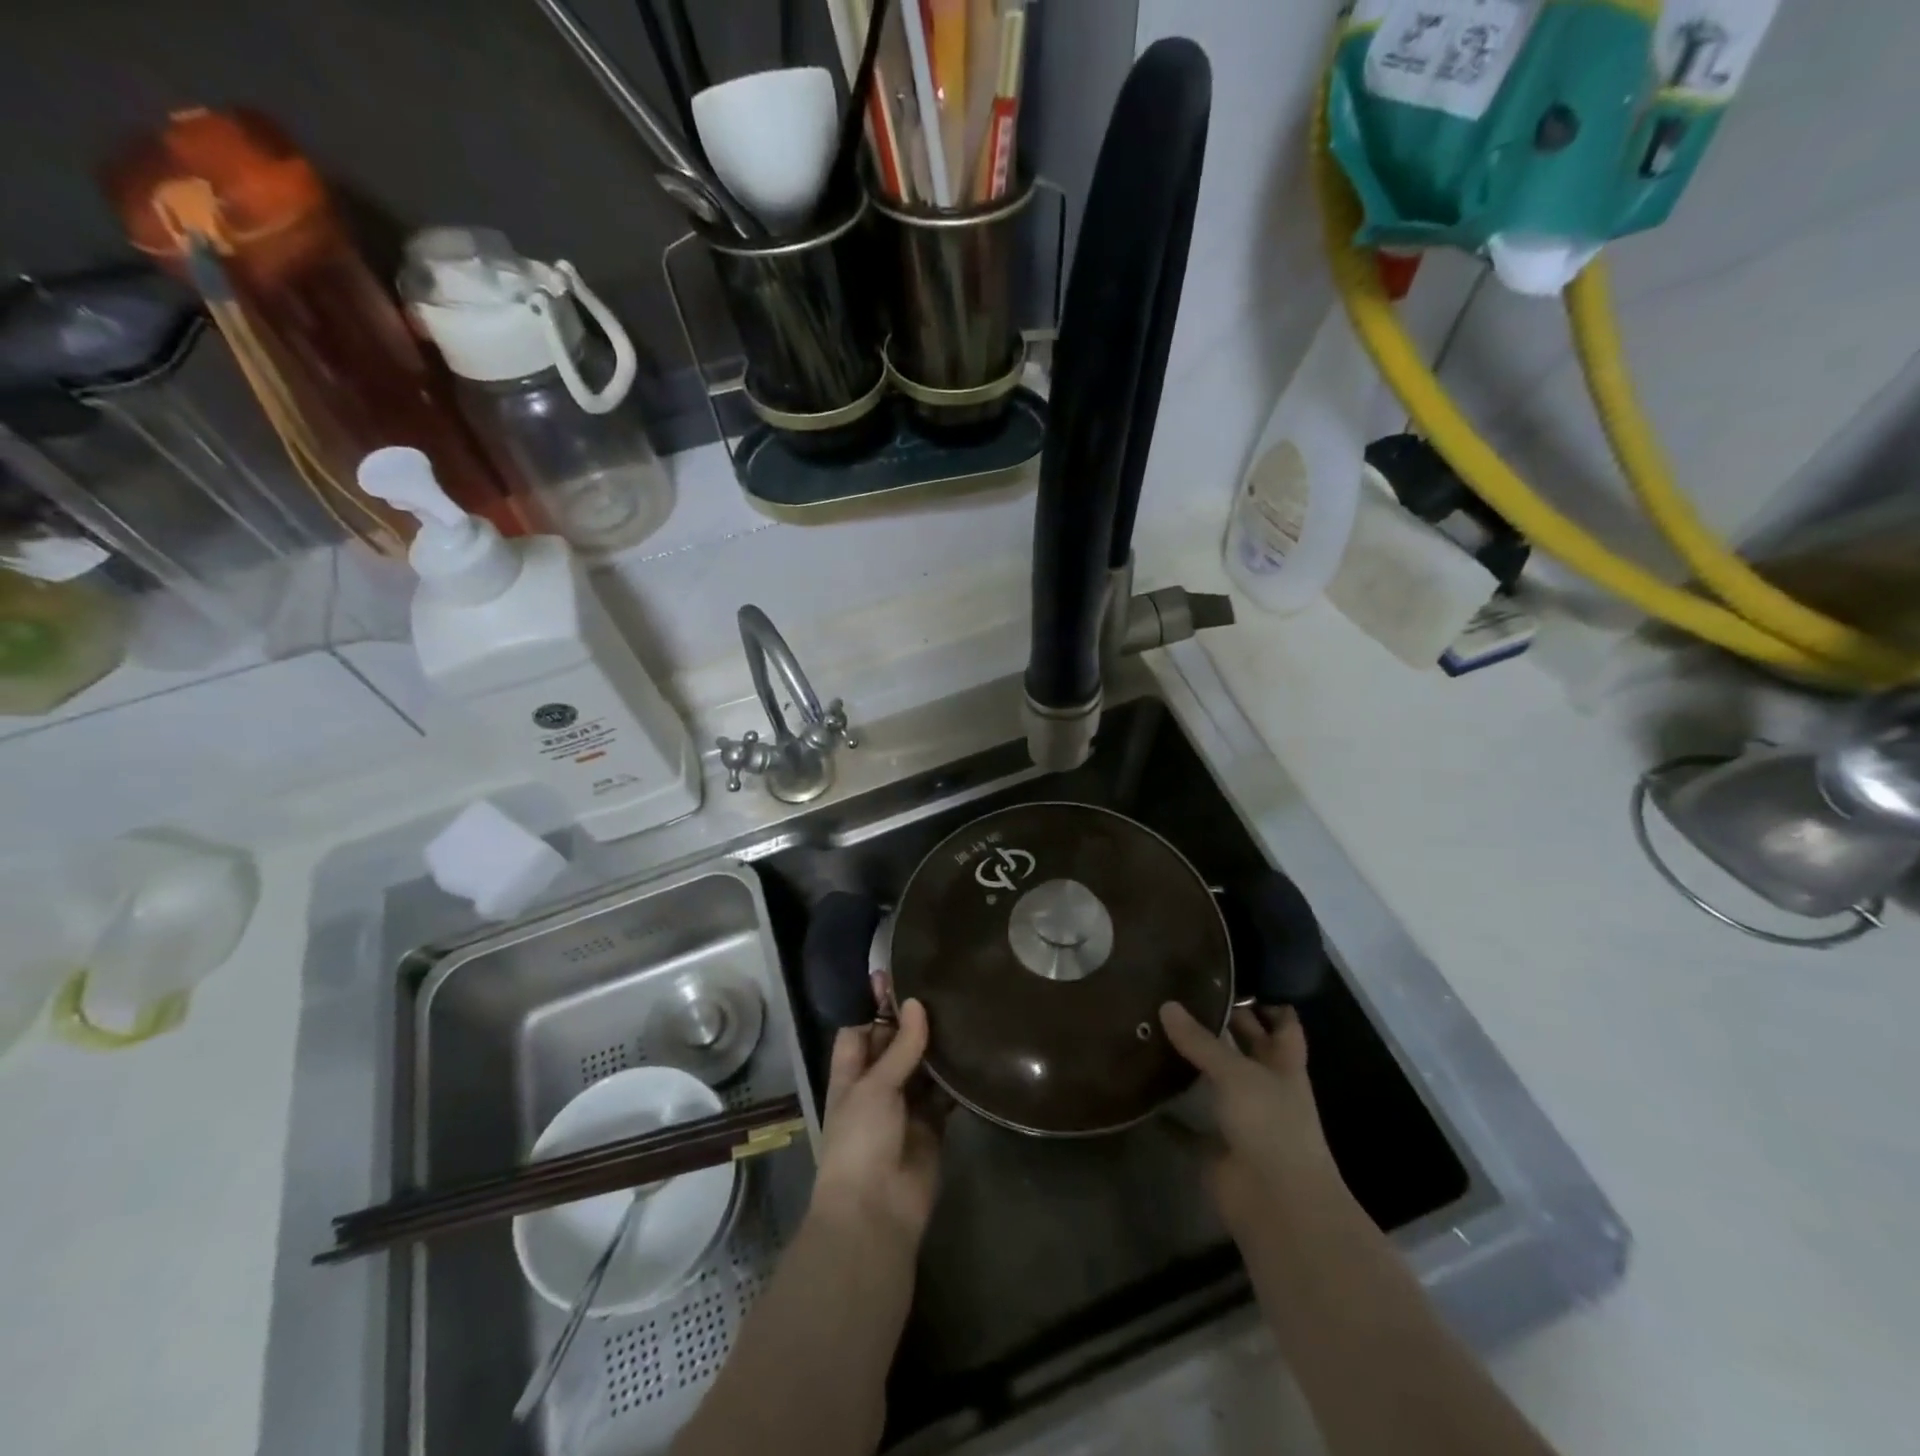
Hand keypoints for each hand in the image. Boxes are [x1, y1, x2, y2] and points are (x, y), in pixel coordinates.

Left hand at [811, 998, 943, 1247]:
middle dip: (912, 1021)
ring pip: (922, 1066)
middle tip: (942, 984)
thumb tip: (917, 1004)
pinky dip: (957, 1078)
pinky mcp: (932, 1126)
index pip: (860, 1029)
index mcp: (851, 1074)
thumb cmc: (860, 1140)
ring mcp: (905, 1106)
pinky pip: (945, 1094)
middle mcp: (877, 1086)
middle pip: (894, 1044)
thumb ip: (899, 1047)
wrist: (875, 1212)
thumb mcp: (875, 1087)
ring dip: (937, 1045)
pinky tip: (975, 1051)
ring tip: (963, 1008)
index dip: (874, 1005)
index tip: (897, 974)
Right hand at [1160, 1002, 1349, 1240]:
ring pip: (1216, 1081)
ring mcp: (1242, 1119)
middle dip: (1223, 1025)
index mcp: (1284, 1066)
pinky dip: (1169, 1108)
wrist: (1276, 1204)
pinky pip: (1188, 1122)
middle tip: (1182, 992)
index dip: (1268, 1002)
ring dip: (1193, 1062)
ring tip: (1156, 1026)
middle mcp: (1266, 1088)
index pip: (1283, 1025)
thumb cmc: (1271, 1126)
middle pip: (1246, 1049)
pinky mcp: (1216, 1146)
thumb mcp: (1237, 1073)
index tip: (1238, 976)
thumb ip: (1201, 1041)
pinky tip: (1142, 1083)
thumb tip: (1166, 1005)